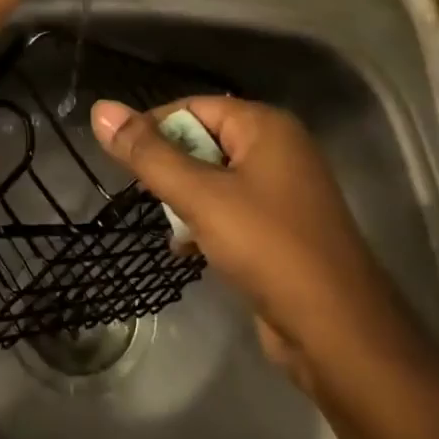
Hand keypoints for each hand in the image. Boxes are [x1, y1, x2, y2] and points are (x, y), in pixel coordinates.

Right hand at [90, 96, 402, 386]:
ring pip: (214, 180)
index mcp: (266, 127)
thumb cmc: (268, 247)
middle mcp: (278, 150)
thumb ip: (148, 154)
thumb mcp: (200, 196)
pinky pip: (231, 211)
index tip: (122, 159)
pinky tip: (186, 250)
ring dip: (185, 200)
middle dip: (170, 169)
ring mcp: (283, 191)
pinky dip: (206, 223)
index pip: (194, 106)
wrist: (337, 331)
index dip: (154, 127)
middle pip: (204, 141)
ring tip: (169, 226)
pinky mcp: (281, 229)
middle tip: (146, 196)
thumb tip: (101, 109)